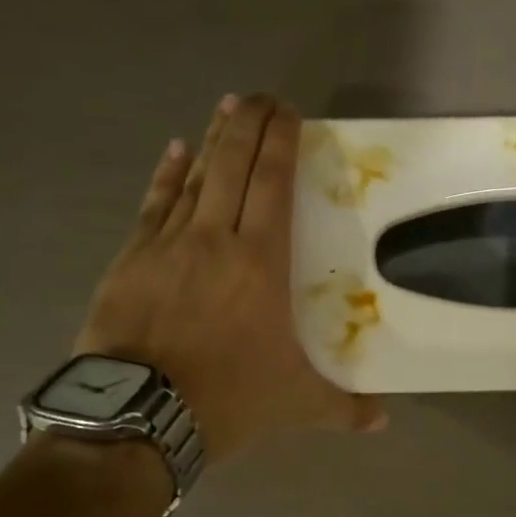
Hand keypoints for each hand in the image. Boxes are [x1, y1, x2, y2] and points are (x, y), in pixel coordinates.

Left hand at [75, 94, 386, 463]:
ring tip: (225, 107)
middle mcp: (215, 238)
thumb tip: (384, 420)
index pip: (273, 183)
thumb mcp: (296, 404)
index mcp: (261, 262)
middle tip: (260, 96)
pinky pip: (153, 204)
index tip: (288, 112)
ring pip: (195, 177)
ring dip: (213, 139)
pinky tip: (174, 150)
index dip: (280, 141)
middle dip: (249, 123)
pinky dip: (166, 174)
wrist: (139, 415)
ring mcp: (168, 244)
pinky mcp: (131, 258)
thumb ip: (344, 407)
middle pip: (234, 165)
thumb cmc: (227, 400)